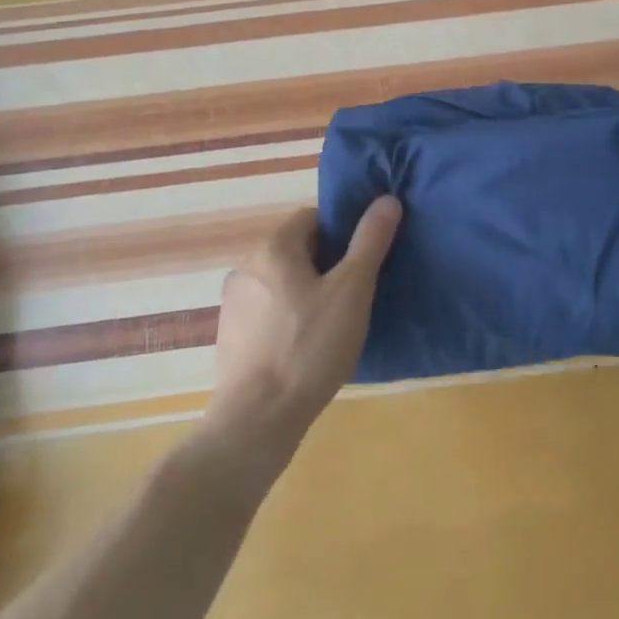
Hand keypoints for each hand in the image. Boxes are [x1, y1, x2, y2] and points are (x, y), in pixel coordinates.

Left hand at [203, 198, 400, 461]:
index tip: (362, 261)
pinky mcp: (230, 336)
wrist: (257, 419)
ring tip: (333, 324)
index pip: (312, 218)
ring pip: (281, 282)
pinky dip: (288, 317)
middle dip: (327, 264)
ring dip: (306, 292)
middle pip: (296, 250)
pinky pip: (267, 311)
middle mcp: (246, 267)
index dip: (342, 233)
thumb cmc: (310, 347)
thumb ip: (370, 241)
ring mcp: (233, 303)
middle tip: (354, 295)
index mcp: (274, 248)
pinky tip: (305, 347)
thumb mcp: (352, 290)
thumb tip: (387, 199)